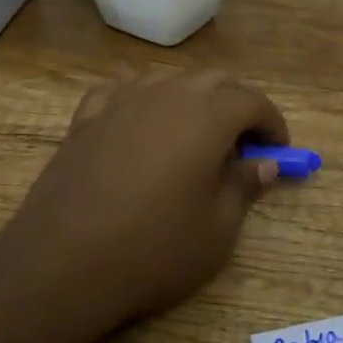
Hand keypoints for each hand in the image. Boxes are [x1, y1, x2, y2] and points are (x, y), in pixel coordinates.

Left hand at [0, 68, 289, 330]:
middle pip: (214, 81)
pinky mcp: (86, 118)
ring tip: (194, 136)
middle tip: (243, 145)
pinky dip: (143, 101)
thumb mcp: (217, 230)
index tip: (279, 150)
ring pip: (168, 80)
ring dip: (192, 99)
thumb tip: (263, 164)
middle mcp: (166, 95)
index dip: (272, 123)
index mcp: (207, 117)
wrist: (64, 262)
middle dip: (237, 106)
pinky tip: (141, 123)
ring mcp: (121, 102)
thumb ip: (244, 187)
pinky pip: (123, 91)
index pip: (252, 101)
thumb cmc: (153, 249)